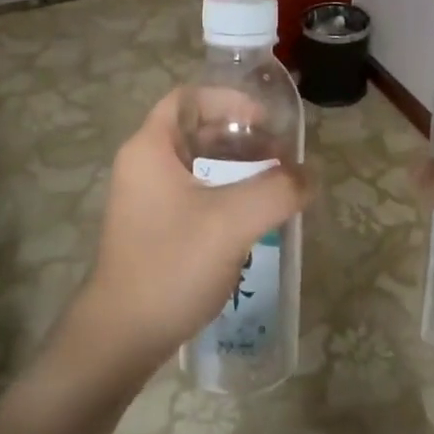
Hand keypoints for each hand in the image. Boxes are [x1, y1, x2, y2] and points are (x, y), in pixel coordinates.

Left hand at [57, 90, 306, 384]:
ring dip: (236, 167)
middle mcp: (143, 165)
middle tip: (280, 154)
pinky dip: (225, 193)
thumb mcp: (232, 222)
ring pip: (197, 164)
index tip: (266, 121)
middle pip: (196, 129)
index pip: (189, 98)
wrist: (123, 335)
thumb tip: (310, 174)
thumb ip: (277, 190)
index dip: (229, 99)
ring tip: (275, 183)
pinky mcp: (154, 227)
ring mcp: (145, 199)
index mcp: (150, 148)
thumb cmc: (172, 265)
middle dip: (241, 136)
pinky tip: (253, 216)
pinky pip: (194, 193)